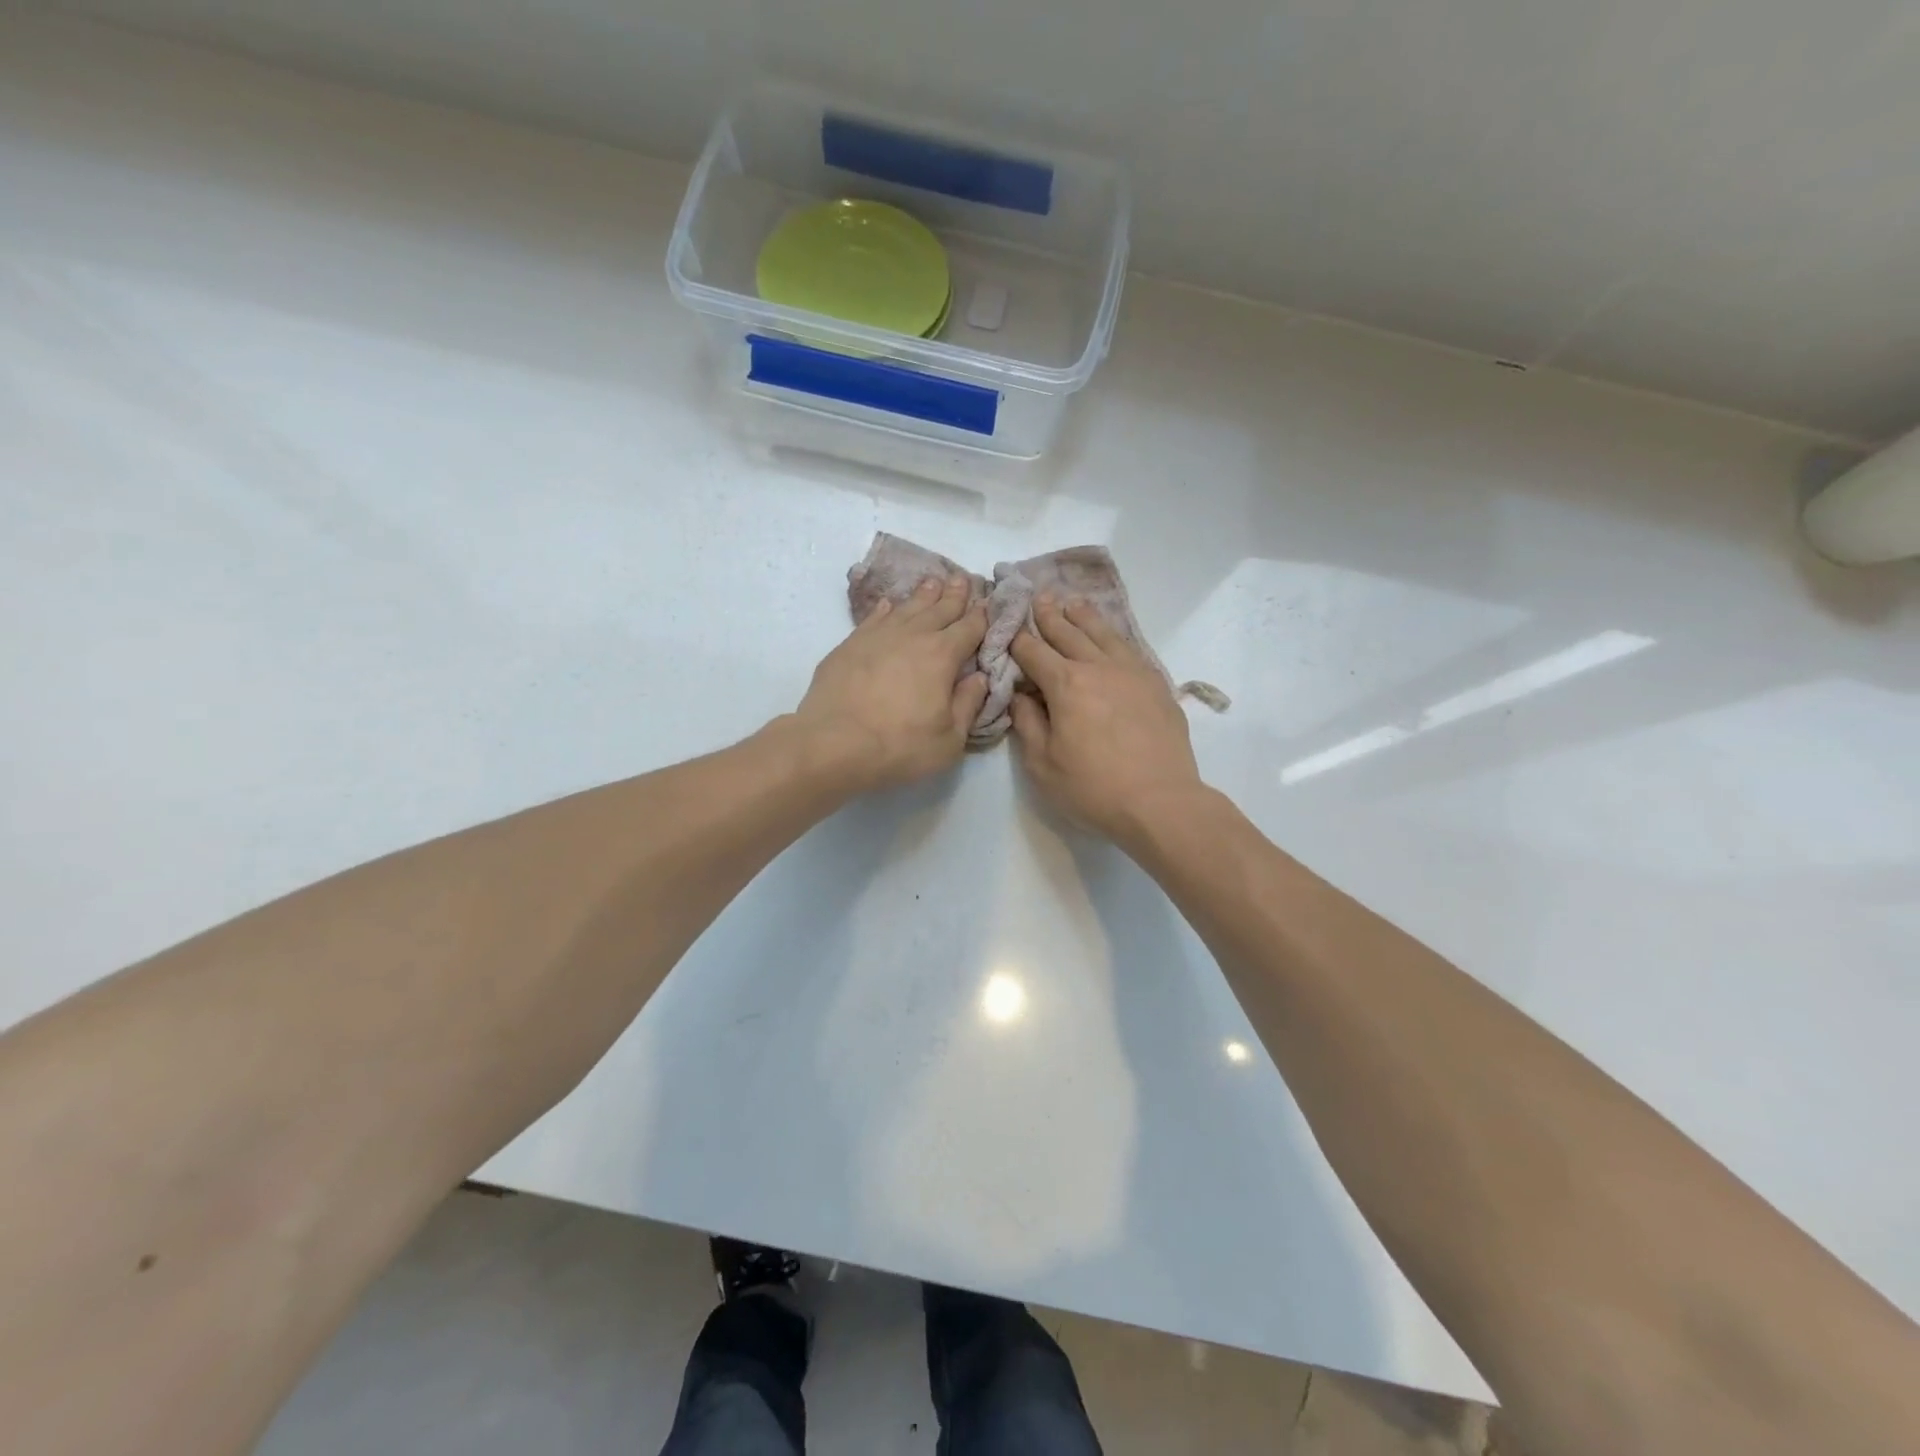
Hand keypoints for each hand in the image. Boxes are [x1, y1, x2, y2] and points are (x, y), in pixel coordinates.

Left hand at [793, 574, 988, 792]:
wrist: (832, 744)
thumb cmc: (899, 746)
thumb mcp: (949, 739)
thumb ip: (968, 704)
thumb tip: (979, 677)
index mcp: (943, 656)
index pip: (969, 628)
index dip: (981, 615)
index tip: (988, 603)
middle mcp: (913, 636)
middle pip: (939, 609)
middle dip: (955, 594)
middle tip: (964, 578)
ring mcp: (878, 636)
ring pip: (907, 607)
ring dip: (923, 595)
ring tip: (933, 582)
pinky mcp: (850, 644)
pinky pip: (874, 617)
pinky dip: (886, 608)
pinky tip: (889, 604)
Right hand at [1009, 595, 1205, 846]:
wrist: (1161, 802)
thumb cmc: (1093, 788)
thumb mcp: (1042, 763)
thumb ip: (1027, 723)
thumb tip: (1021, 695)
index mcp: (1066, 684)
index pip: (1033, 652)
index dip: (1017, 638)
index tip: (1008, 625)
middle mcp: (1099, 667)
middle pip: (1069, 633)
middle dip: (1049, 616)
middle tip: (1038, 598)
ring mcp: (1132, 672)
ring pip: (1103, 634)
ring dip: (1084, 617)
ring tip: (1073, 603)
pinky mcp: (1156, 684)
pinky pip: (1130, 649)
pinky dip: (1114, 636)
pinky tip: (1111, 637)